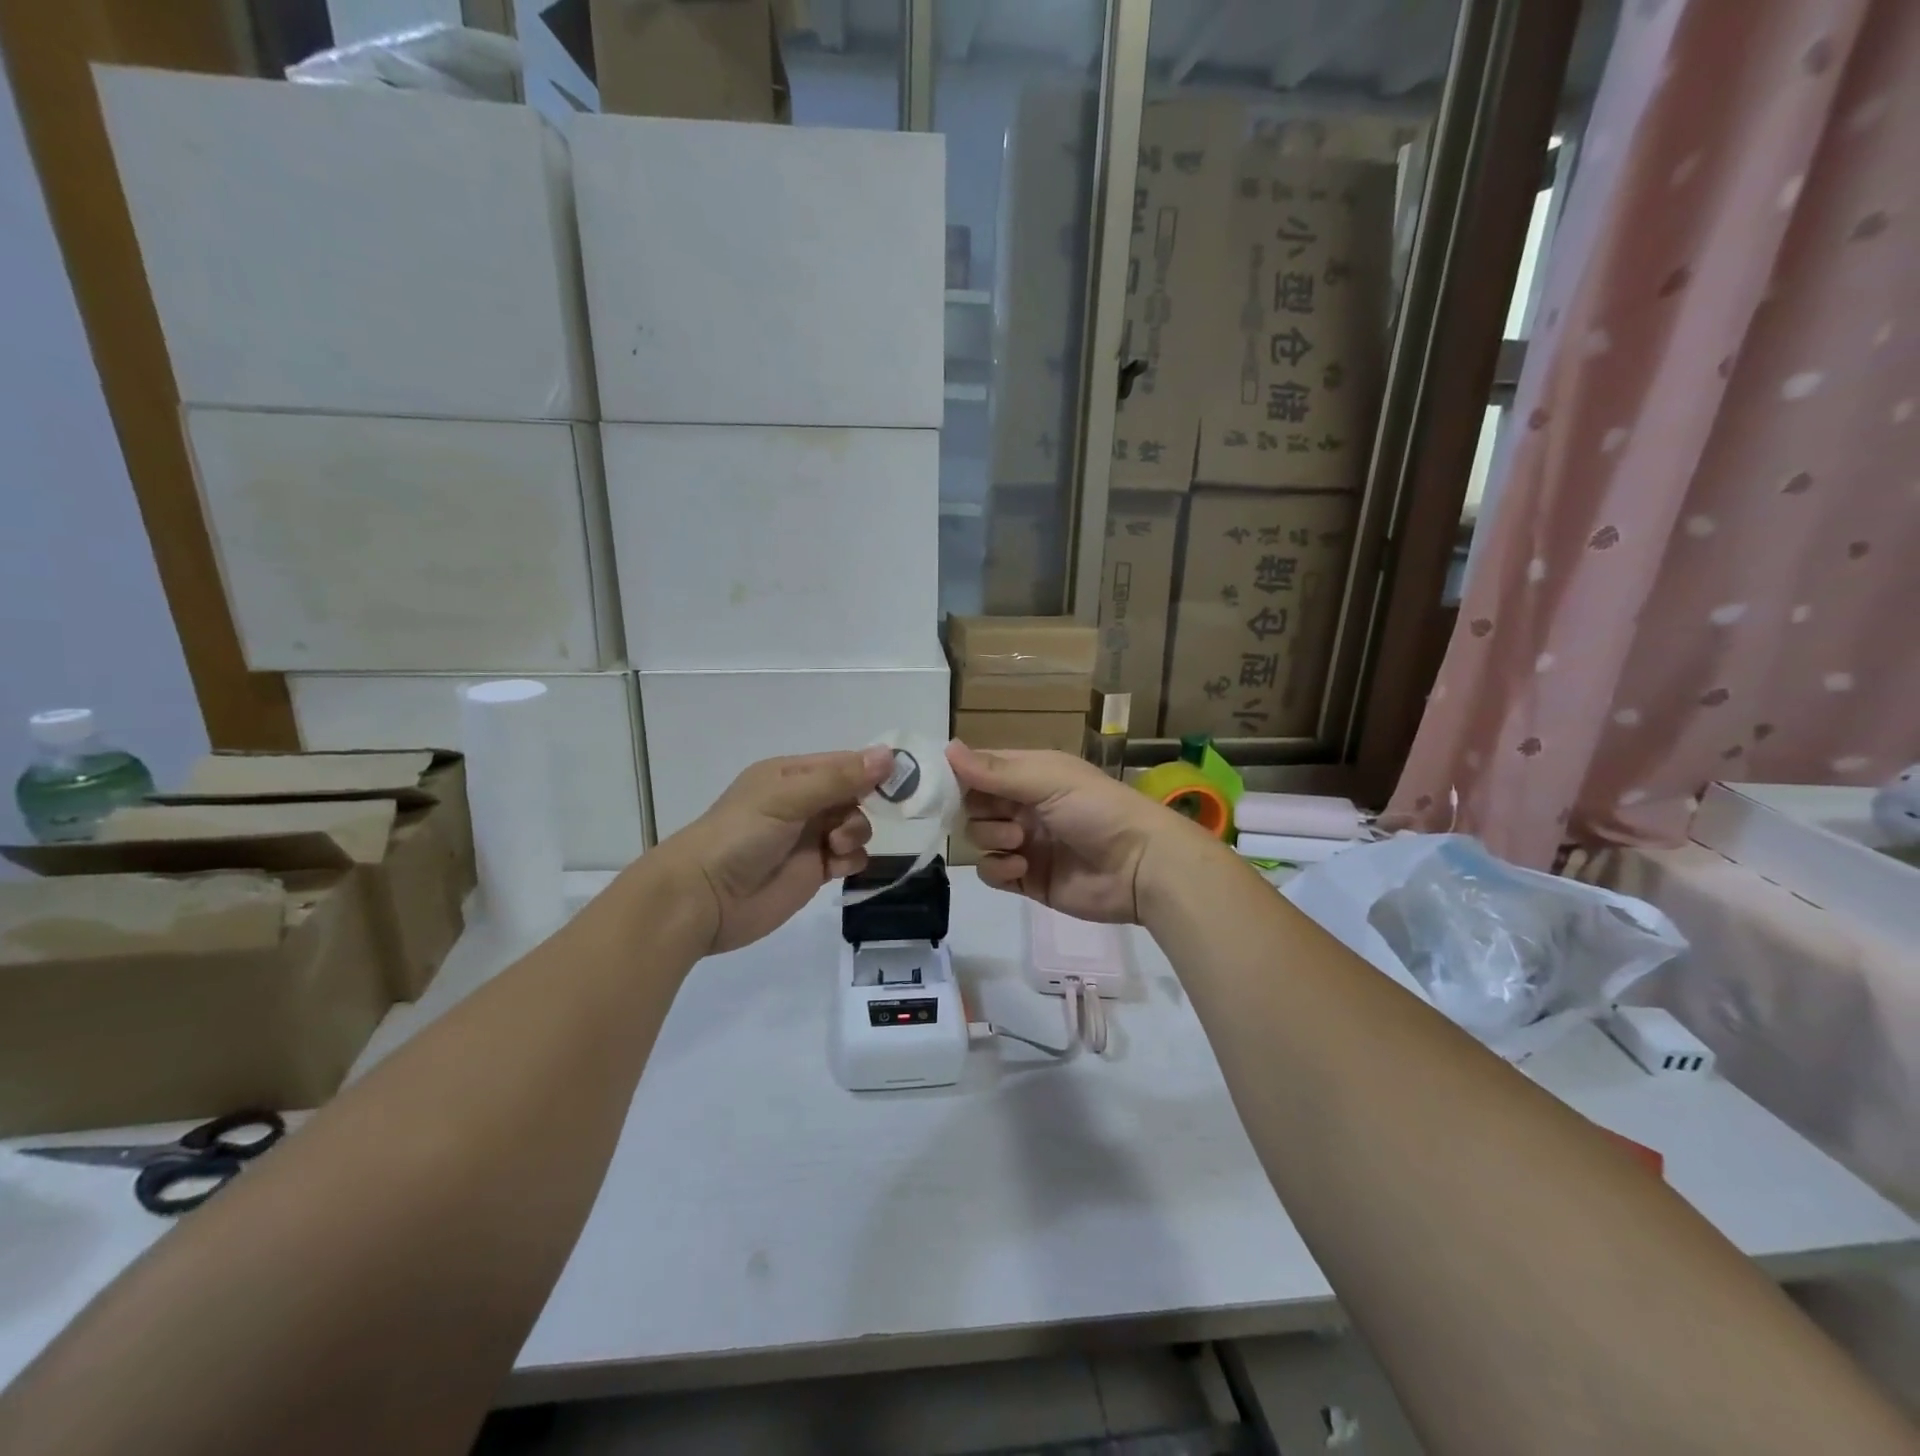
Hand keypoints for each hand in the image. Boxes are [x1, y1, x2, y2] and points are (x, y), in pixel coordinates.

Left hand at [664, 747, 892, 952]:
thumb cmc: (740, 836)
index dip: (871, 769)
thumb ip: (839, 779)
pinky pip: (849, 858)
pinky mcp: (814, 871)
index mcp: (792, 775)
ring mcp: (809, 838)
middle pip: (854, 795)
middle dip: (864, 804)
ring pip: (856, 825)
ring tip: (835, 844)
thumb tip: (889, 755)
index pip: (843, 763)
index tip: (899, 780)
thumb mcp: (788, 799)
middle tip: (856, 816)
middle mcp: (802, 803)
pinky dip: (851, 859)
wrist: (703, 899)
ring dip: (856, 833)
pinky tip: (836, 866)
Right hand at [946, 743, 1211, 923]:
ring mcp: (1024, 843)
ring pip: (979, 838)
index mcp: (1029, 774)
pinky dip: (999, 869)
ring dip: (992, 839)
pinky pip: (992, 872)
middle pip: (974, 806)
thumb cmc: (1096, 810)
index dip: (961, 776)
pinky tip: (1020, 867)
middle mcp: (1023, 806)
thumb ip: (995, 771)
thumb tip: (946, 747)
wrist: (1139, 866)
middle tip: (1004, 818)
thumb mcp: (1047, 781)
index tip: (942, 786)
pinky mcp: (1027, 878)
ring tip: (1021, 843)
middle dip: (979, 812)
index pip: (980, 770)